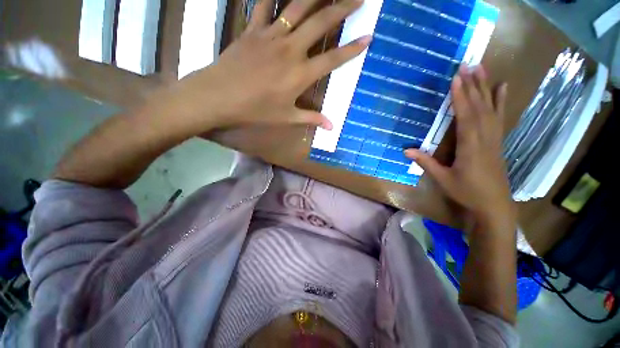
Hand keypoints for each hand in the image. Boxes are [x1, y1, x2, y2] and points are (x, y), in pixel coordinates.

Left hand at [170, 0, 369, 131]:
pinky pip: (265, 4)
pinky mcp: (253, 29)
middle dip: (343, 8)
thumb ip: (311, 119)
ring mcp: (271, 35)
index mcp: (300, 74)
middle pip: (322, 23)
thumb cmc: (255, 111)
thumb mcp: (286, 118)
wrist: (220, 97)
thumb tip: (331, 127)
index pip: (333, 59)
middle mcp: (291, 49)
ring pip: (298, 6)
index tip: (368, 37)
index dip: (352, 49)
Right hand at [405, 66, 514, 228]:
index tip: (456, 79)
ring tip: (482, 68)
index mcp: (470, 147)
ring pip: (491, 109)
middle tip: (468, 64)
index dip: (460, 98)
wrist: (494, 205)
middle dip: (474, 85)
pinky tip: (502, 88)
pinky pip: (499, 117)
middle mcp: (485, 138)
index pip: (465, 117)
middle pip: (480, 107)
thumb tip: (406, 150)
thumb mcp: (442, 179)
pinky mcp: (497, 141)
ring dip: (486, 87)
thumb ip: (425, 162)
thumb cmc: (466, 192)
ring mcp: (494, 138)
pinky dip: (501, 101)